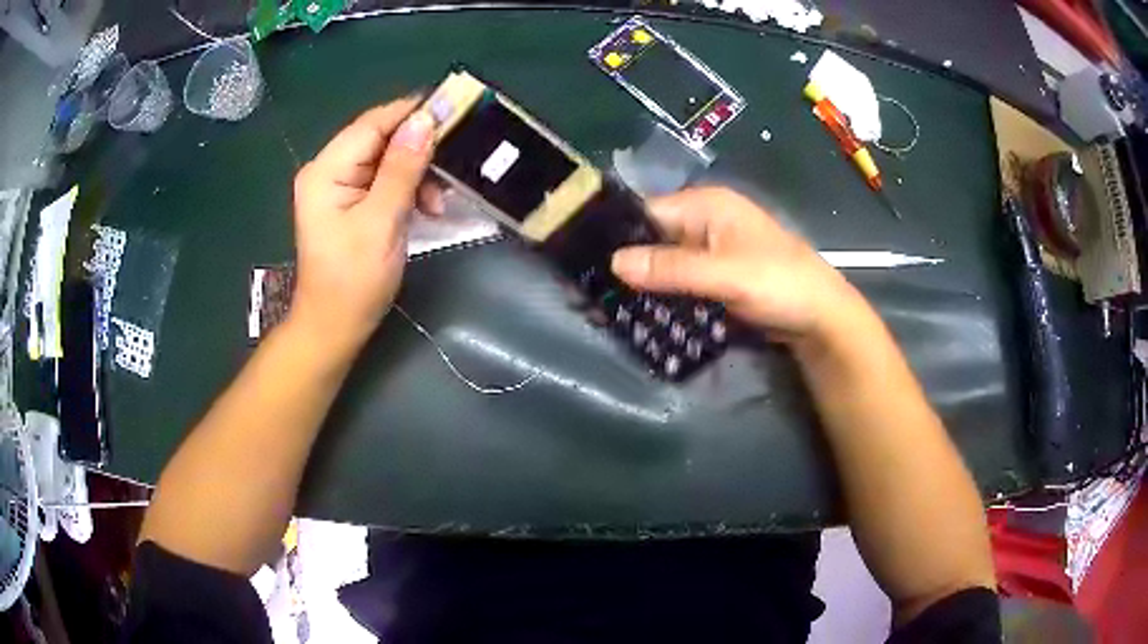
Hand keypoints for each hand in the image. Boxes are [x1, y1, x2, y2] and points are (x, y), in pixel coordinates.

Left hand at [289, 98, 442, 352]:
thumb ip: (402, 169)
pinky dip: (409, 188)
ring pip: (388, 159)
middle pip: (380, 138)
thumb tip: (425, 121)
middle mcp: (329, 170)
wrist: (335, 327)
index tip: (455, 109)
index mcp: (326, 171)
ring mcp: (339, 186)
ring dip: (418, 173)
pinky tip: (427, 207)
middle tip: (454, 162)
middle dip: (419, 149)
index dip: (412, 112)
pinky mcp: (351, 201)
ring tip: (439, 201)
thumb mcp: (381, 222)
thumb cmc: (353, 281)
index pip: (373, 124)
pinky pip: (386, 180)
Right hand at [611, 187, 861, 341]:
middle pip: (652, 237)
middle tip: (589, 292)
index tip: (583, 263)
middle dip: (625, 263)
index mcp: (706, 205)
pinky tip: (637, 312)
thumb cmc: (780, 283)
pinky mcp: (714, 277)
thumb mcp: (727, 274)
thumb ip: (672, 268)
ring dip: (640, 282)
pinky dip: (660, 294)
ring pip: (662, 262)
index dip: (617, 235)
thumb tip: (614, 263)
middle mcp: (703, 221)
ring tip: (602, 306)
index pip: (647, 212)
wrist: (820, 317)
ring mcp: (709, 250)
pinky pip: (678, 281)